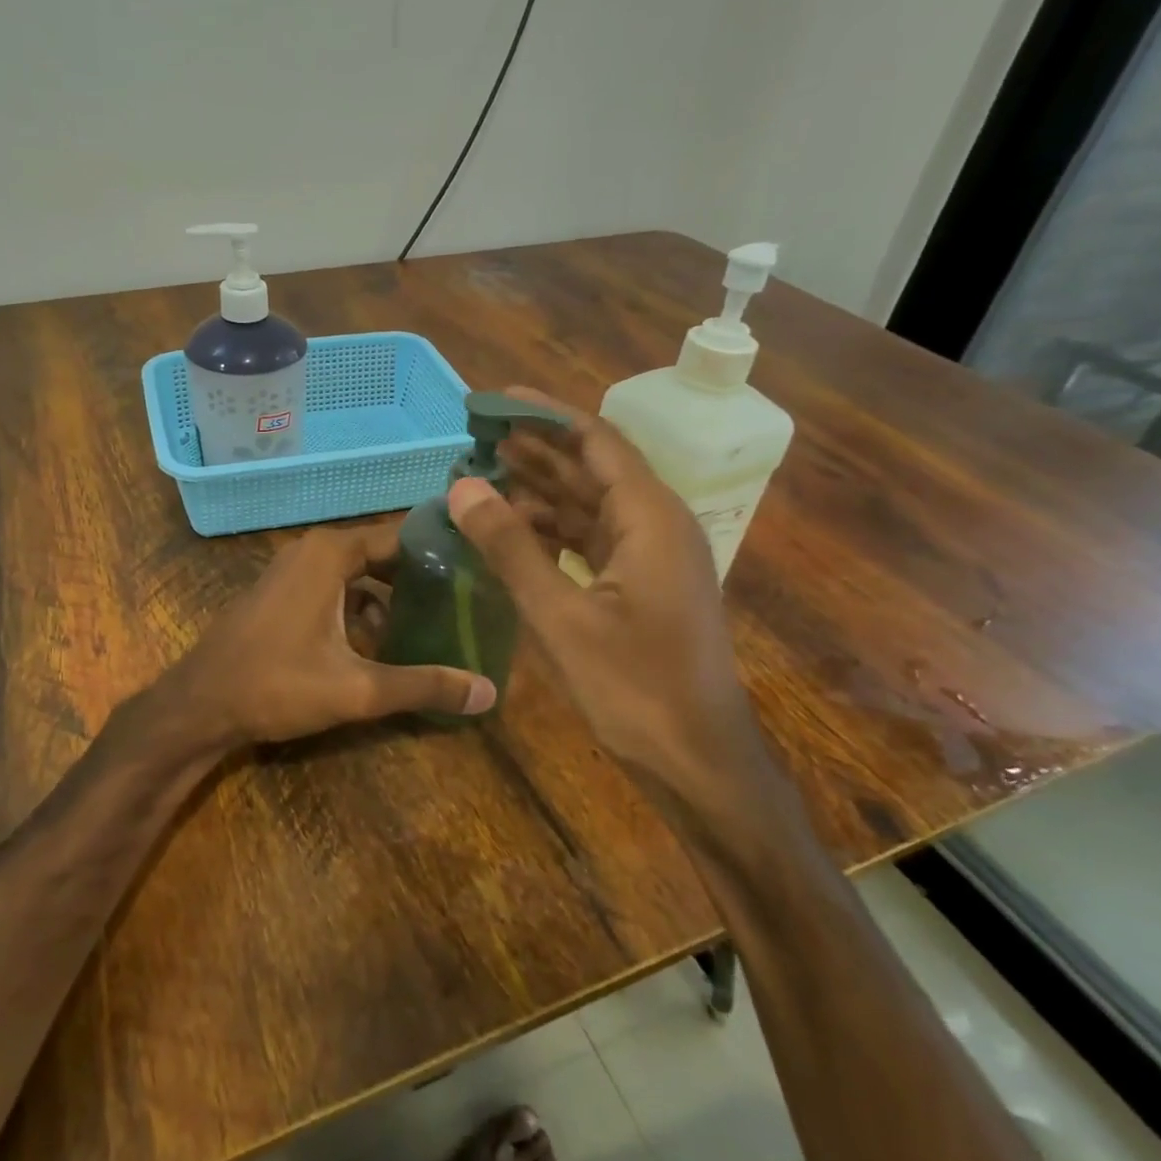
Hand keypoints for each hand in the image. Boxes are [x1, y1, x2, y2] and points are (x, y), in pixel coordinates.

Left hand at [158, 521, 495, 752]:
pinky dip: (361, 608)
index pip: (402, 537)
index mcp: (331, 553)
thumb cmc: (276, 685)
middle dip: (421, 580)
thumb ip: (423, 686)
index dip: (441, 553)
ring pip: (358, 575)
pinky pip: (334, 589)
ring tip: (434, 627)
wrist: (199, 704)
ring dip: (391, 599)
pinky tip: (382, 645)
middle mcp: (312, 550)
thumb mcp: (357, 688)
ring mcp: (292, 570)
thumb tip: (489, 692)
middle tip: (465, 605)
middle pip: (382, 556)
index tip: (480, 572)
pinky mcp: (281, 593)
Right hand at [446, 389, 775, 814]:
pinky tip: (514, 530)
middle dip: (535, 449)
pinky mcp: (643, 585)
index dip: (543, 415)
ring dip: (540, 490)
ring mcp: (652, 557)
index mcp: (649, 517)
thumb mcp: (561, 616)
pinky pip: (592, 539)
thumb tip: (461, 488)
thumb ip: (510, 548)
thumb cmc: (634, 687)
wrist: (699, 761)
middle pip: (591, 468)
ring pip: (589, 505)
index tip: (494, 400)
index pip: (594, 440)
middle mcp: (656, 524)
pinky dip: (553, 530)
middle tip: (477, 435)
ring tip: (484, 476)